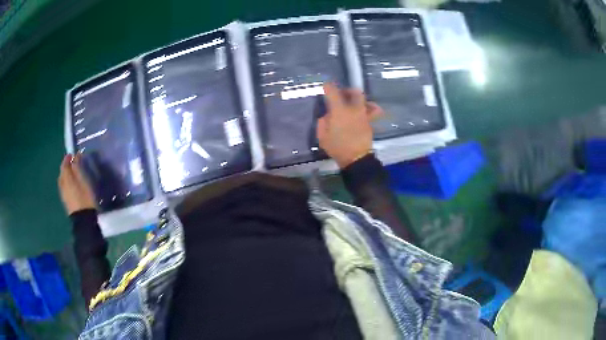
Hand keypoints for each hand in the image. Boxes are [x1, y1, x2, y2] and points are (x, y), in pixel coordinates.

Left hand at [58, 154, 96, 214]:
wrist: (83, 219)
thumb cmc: (85, 198)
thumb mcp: (84, 181)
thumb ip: (78, 168)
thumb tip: (76, 156)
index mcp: (66, 178)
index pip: (64, 164)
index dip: (68, 158)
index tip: (72, 154)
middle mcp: (62, 184)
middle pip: (62, 172)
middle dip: (65, 166)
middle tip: (72, 163)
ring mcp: (63, 193)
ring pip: (62, 180)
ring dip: (65, 175)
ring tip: (72, 174)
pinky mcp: (66, 201)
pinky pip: (64, 187)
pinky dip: (66, 182)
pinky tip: (71, 185)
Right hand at [317, 83, 382, 167]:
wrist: (356, 158)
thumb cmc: (337, 147)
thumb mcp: (322, 136)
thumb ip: (323, 122)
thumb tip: (328, 116)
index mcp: (339, 110)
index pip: (333, 92)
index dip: (328, 87)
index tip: (326, 86)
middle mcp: (353, 109)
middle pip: (355, 92)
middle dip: (348, 90)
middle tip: (342, 94)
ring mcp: (364, 115)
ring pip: (365, 100)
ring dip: (359, 99)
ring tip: (354, 103)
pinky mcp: (370, 122)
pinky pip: (373, 111)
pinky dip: (369, 108)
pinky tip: (365, 111)